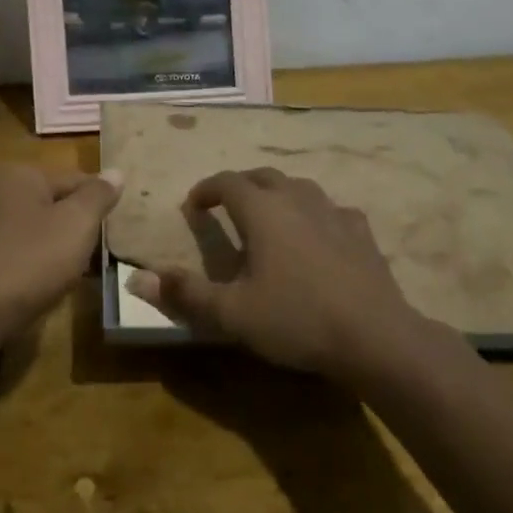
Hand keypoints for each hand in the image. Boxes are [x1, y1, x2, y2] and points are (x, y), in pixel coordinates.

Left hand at [0, 165, 121, 349]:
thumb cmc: (30, 259)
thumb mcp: (76, 223)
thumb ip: (98, 196)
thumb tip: (117, 171)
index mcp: (26, 177)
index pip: (78, 180)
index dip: (103, 201)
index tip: (124, 225)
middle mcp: (5, 196)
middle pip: (59, 207)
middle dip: (83, 228)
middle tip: (109, 251)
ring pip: (43, 235)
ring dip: (64, 252)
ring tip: (89, 274)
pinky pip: (26, 260)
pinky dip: (43, 271)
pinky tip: (55, 290)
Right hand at [127, 168, 417, 377]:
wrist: (375, 336)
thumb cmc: (297, 319)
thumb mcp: (233, 314)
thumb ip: (185, 294)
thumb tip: (136, 280)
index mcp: (261, 211)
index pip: (226, 183)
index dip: (206, 189)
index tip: (193, 205)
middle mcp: (295, 199)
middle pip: (262, 176)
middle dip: (240, 185)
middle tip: (227, 204)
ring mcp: (333, 211)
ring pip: (299, 187)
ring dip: (278, 194)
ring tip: (270, 214)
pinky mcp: (361, 231)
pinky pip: (332, 210)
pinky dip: (316, 215)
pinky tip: (320, 234)